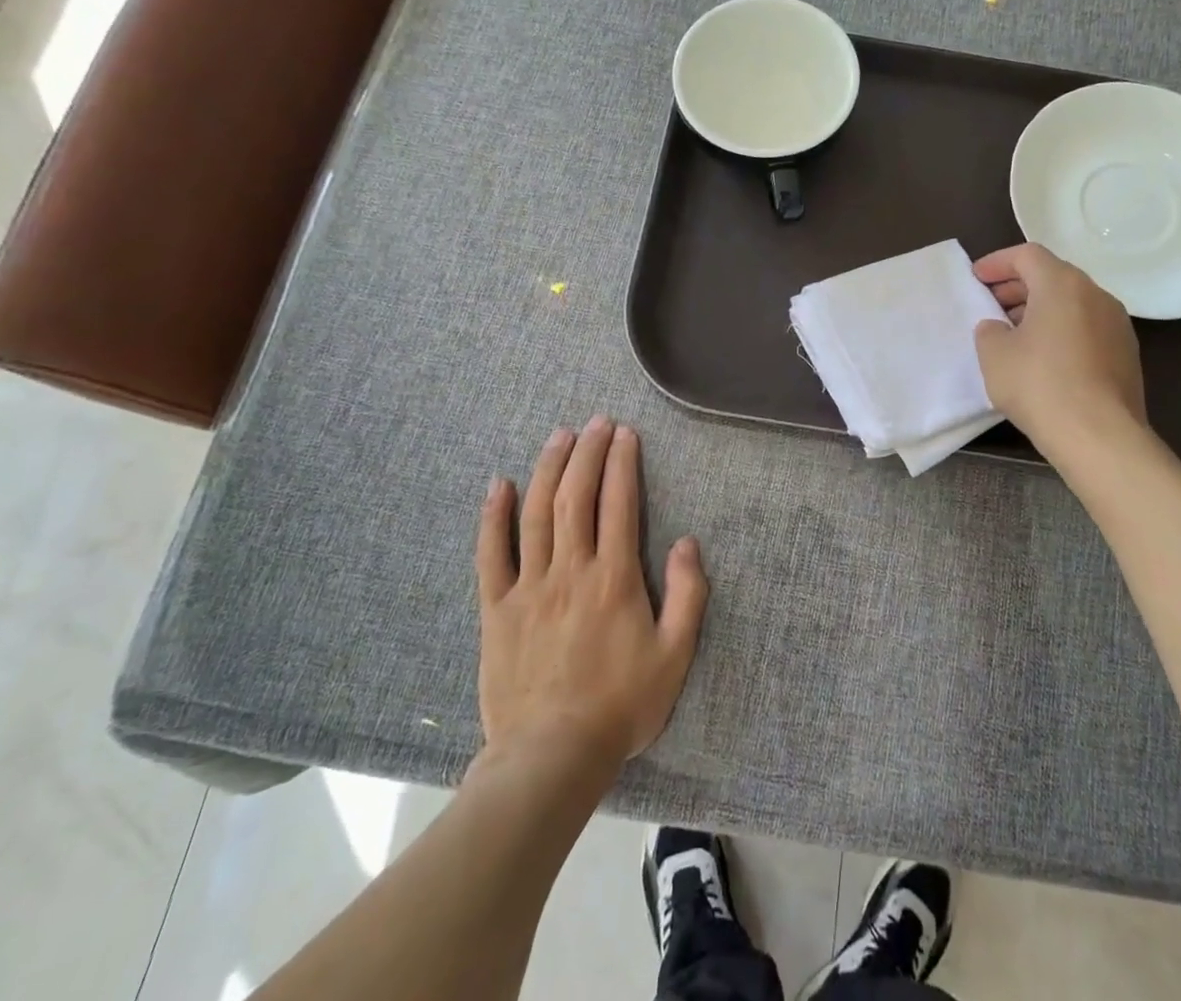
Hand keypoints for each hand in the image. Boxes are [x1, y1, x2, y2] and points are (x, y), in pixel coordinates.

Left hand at [477, 418, 707, 768]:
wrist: (551, 757)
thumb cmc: (620, 706)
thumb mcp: (674, 656)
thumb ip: (688, 595)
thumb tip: (688, 542)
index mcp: (614, 579)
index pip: (619, 504)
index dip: (622, 463)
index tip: (625, 434)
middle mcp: (570, 571)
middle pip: (576, 497)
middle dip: (587, 453)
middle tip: (596, 422)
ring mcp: (529, 587)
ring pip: (537, 513)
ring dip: (549, 469)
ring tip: (559, 436)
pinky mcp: (497, 609)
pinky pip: (491, 555)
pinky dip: (494, 516)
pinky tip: (500, 485)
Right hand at [972, 244, 1146, 438]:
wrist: (1099, 435)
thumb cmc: (1039, 384)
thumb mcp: (994, 354)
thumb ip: (989, 330)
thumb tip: (999, 327)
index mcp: (1062, 284)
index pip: (1027, 255)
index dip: (997, 263)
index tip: (976, 278)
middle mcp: (1096, 295)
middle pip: (1053, 276)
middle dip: (1018, 286)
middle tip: (991, 304)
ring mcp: (1117, 325)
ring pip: (1072, 303)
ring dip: (1041, 310)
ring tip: (1014, 333)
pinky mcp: (1126, 354)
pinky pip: (1087, 328)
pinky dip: (1062, 331)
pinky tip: (1044, 359)